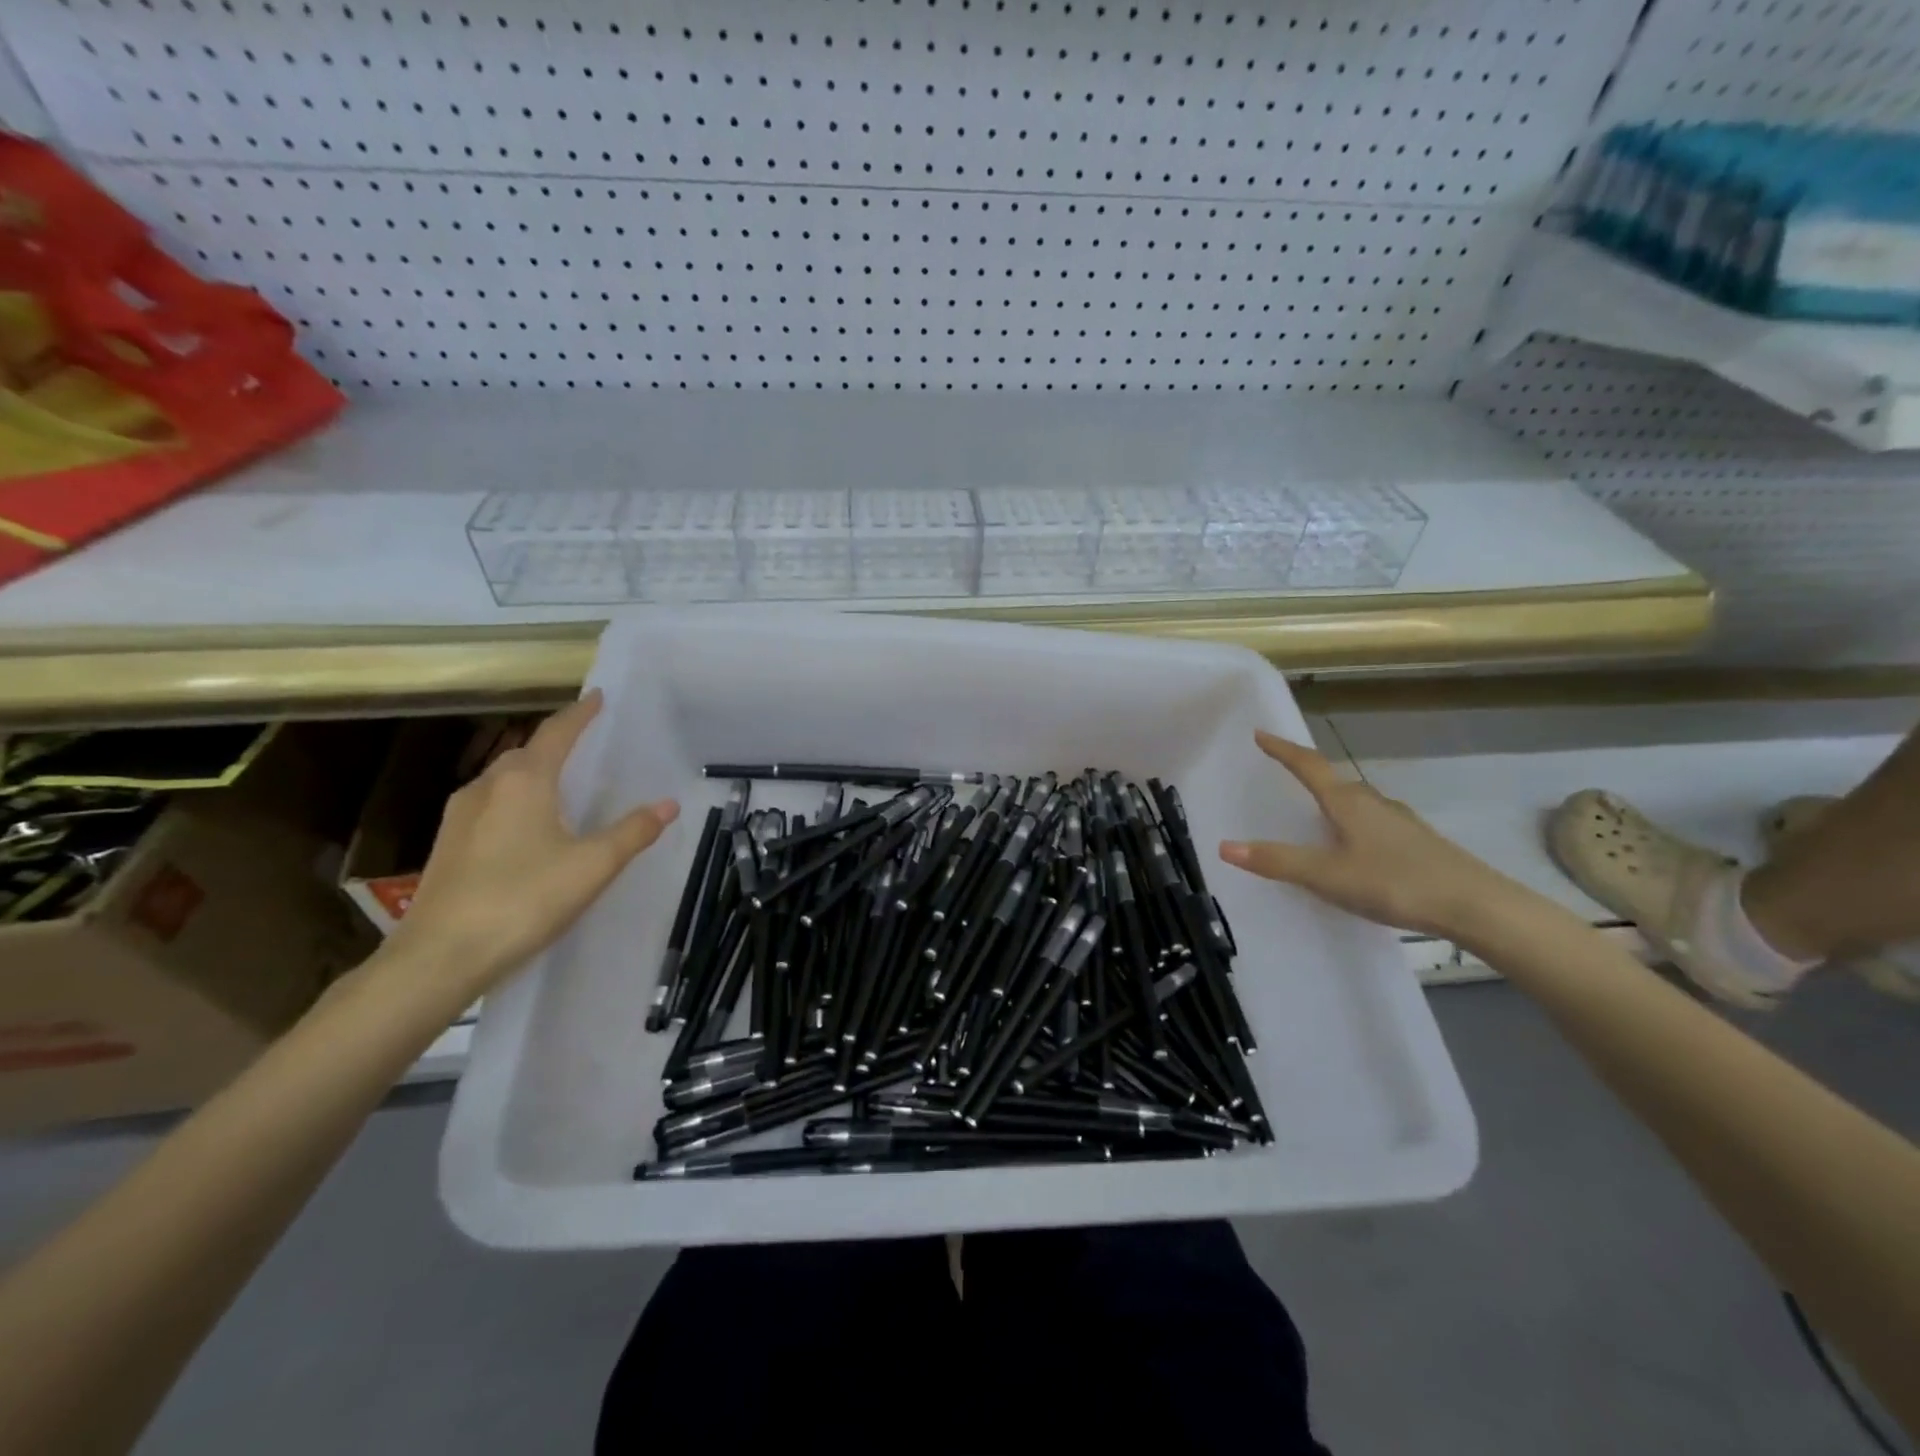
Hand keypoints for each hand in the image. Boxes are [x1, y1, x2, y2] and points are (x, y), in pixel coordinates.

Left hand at [387, 691, 678, 998]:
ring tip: (561, 783)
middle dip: (556, 743)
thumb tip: (669, 804)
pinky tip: (529, 826)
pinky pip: (491, 804)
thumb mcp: (592, 866)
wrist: (440, 957)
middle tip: (587, 744)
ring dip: (534, 772)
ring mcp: (460, 816)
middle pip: (526, 752)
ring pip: (504, 779)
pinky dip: (516, 799)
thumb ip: (633, 832)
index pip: (557, 733)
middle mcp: (488, 787)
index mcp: (524, 782)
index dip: (580, 714)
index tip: (598, 697)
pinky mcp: (448, 844)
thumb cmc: (524, 900)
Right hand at [1218, 730, 1524, 943]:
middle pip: (1334, 780)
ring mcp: (1400, 822)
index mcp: (1348, 802)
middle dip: (1307, 773)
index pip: (1308, 766)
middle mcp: (1373, 803)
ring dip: (1332, 799)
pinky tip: (1355, 847)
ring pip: (1357, 802)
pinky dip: (1352, 824)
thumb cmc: (1395, 882)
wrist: (1476, 906)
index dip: (1283, 750)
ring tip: (1313, 811)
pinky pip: (1373, 823)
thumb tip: (1224, 847)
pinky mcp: (1417, 844)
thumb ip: (1278, 861)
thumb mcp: (1327, 875)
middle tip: (1283, 772)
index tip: (1260, 734)